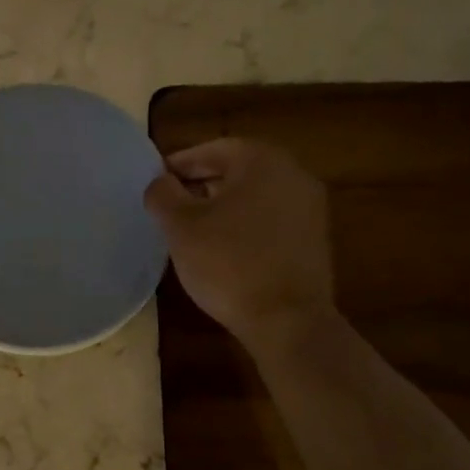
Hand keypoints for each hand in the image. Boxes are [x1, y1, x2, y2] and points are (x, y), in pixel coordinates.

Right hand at [144, 138, 333, 354]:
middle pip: (237, 169)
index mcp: (262, 161)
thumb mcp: (180, 226)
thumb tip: (160, 182)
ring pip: (254, 195)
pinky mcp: (313, 239)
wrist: (287, 320)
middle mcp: (293, 174)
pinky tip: (222, 247)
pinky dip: (244, 223)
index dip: (180, 163)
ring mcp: (309, 207)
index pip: (213, 149)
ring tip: (191, 227)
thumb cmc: (228, 263)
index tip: (156, 181)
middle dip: (201, 183)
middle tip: (170, 203)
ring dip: (222, 204)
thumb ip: (163, 194)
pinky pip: (270, 218)